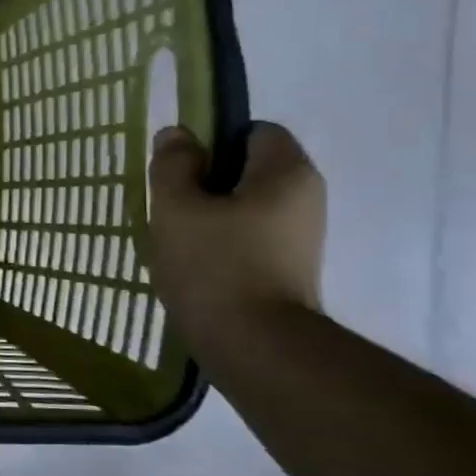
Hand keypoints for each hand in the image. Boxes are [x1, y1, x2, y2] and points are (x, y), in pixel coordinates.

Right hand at [146, 122, 325, 345]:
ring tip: (176, 240)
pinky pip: (249, 237)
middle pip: (249, 170)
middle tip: (170, 206)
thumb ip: (173, 165)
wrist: (253, 344)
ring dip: (209, 216)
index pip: (254, 131)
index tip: (181, 170)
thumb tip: (177, 135)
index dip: (214, 142)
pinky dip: (221, 243)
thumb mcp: (176, 206)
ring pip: (245, 206)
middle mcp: (306, 197)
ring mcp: (300, 236)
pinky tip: (193, 265)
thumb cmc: (214, 264)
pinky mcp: (288, 267)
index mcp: (286, 172)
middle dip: (206, 182)